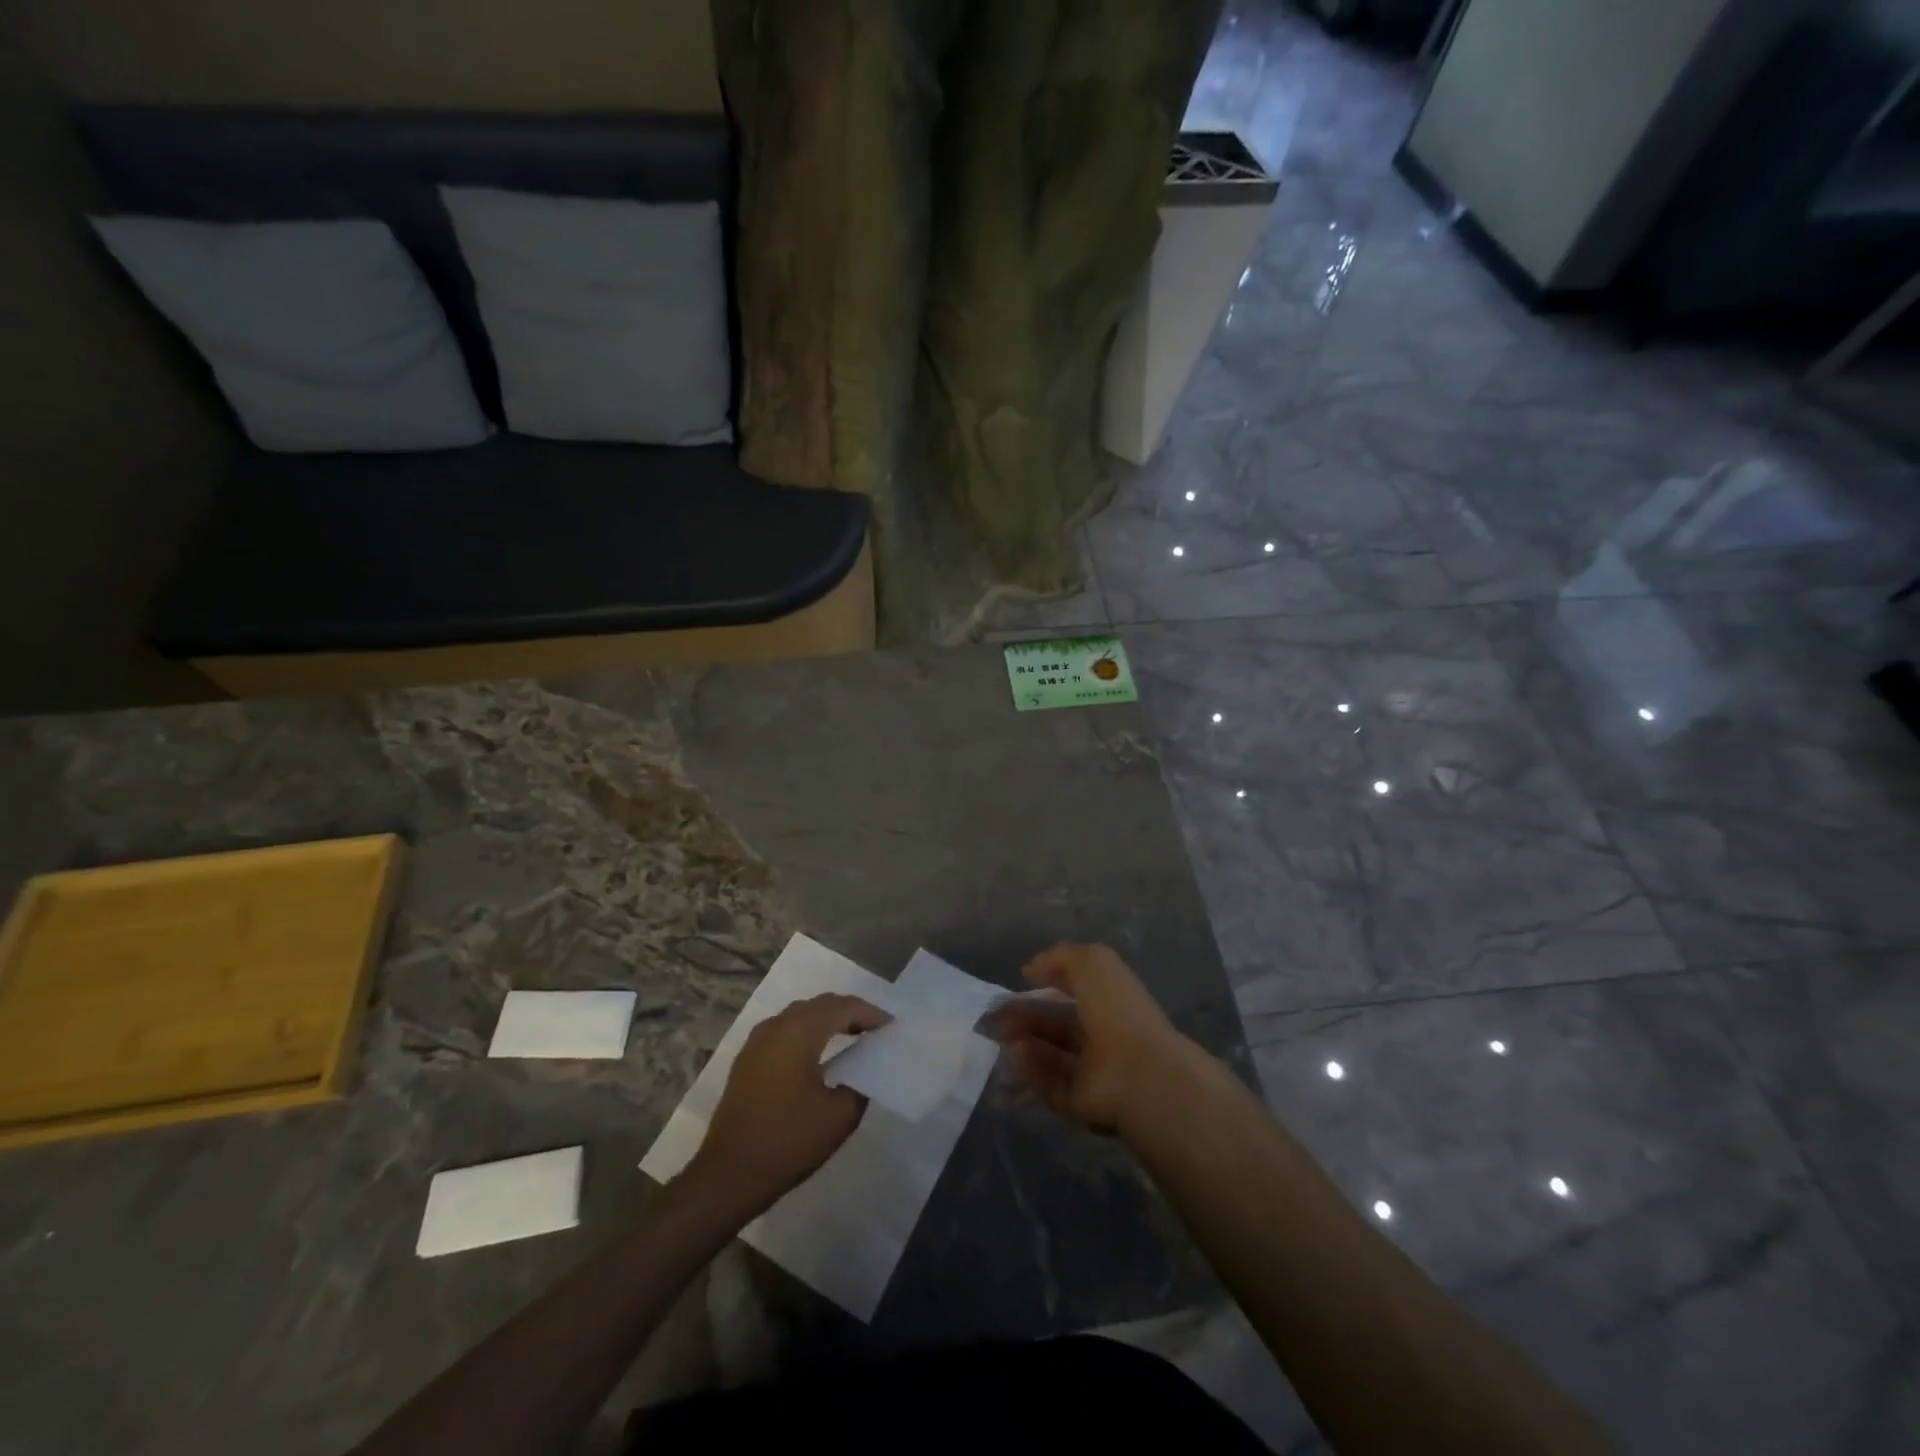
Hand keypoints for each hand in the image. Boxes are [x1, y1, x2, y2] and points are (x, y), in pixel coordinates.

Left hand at [685, 994, 891, 1216]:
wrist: (728, 1175)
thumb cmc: (788, 1142)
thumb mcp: (839, 1116)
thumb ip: (859, 1084)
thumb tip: (862, 1070)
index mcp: (799, 1032)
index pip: (842, 1007)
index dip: (870, 1013)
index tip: (891, 1026)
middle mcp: (776, 1026)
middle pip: (819, 1005)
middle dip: (849, 1011)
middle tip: (874, 1028)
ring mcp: (756, 1041)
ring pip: (799, 1015)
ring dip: (826, 1019)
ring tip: (851, 1035)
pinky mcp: (746, 1060)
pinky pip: (783, 1030)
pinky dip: (806, 1032)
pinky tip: (817, 1053)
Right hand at [990, 943, 1196, 1136]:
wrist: (1138, 1073)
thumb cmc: (1117, 1010)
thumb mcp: (1092, 962)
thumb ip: (1060, 958)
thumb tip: (1031, 969)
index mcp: (1111, 998)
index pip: (1075, 987)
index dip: (1048, 980)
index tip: (1020, 980)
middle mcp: (1103, 1033)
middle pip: (1057, 1023)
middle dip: (1026, 1016)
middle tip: (996, 1015)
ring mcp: (1093, 1069)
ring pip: (1050, 1053)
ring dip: (1024, 1041)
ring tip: (1002, 1035)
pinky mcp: (1081, 1101)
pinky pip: (1050, 1082)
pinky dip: (1031, 1069)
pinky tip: (1017, 1055)